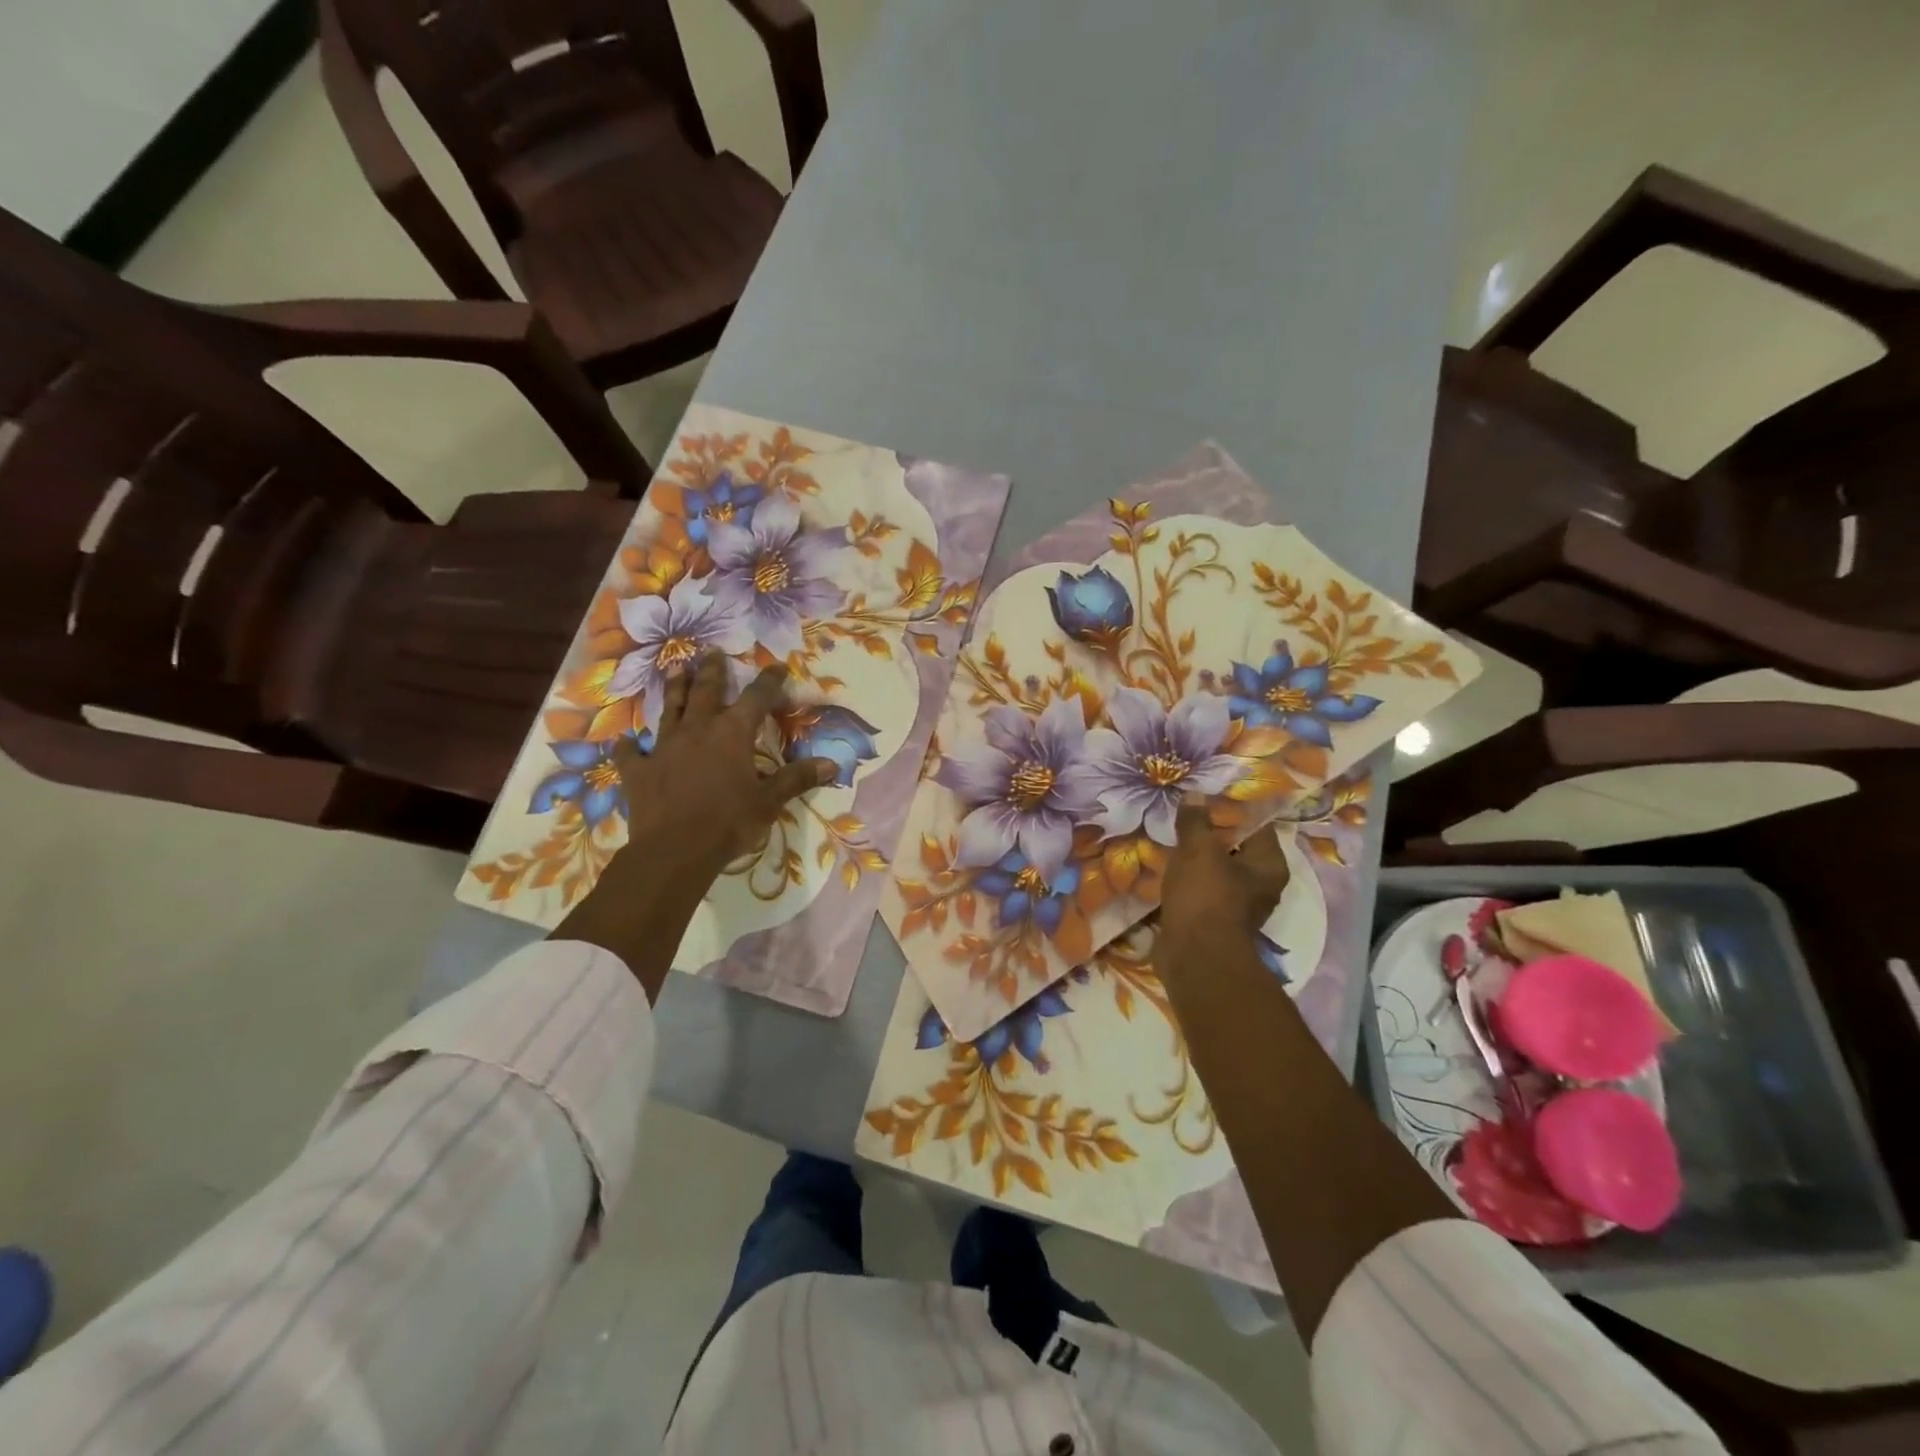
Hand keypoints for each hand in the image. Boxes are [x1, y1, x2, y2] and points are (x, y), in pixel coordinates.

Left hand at [556, 654, 834, 997]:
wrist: (674, 851)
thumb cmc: (729, 823)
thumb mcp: (769, 801)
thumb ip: (797, 779)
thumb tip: (832, 764)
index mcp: (732, 734)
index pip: (756, 698)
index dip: (769, 681)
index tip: (777, 667)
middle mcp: (697, 730)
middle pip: (705, 691)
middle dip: (712, 671)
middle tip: (713, 652)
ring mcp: (663, 748)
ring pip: (669, 710)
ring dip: (674, 689)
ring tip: (676, 670)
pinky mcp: (637, 770)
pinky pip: (629, 753)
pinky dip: (628, 747)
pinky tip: (624, 742)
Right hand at [1160, 793, 1290, 943]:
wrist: (1194, 957)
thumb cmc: (1205, 896)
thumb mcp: (1197, 850)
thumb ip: (1195, 821)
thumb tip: (1195, 795)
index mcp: (1269, 865)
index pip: (1256, 825)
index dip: (1230, 808)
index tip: (1205, 797)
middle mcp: (1262, 885)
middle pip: (1235, 848)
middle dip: (1209, 834)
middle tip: (1183, 816)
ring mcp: (1238, 906)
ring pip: (1217, 871)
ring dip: (1196, 860)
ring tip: (1171, 840)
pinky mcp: (1215, 922)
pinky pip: (1202, 892)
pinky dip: (1187, 881)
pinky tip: (1167, 869)